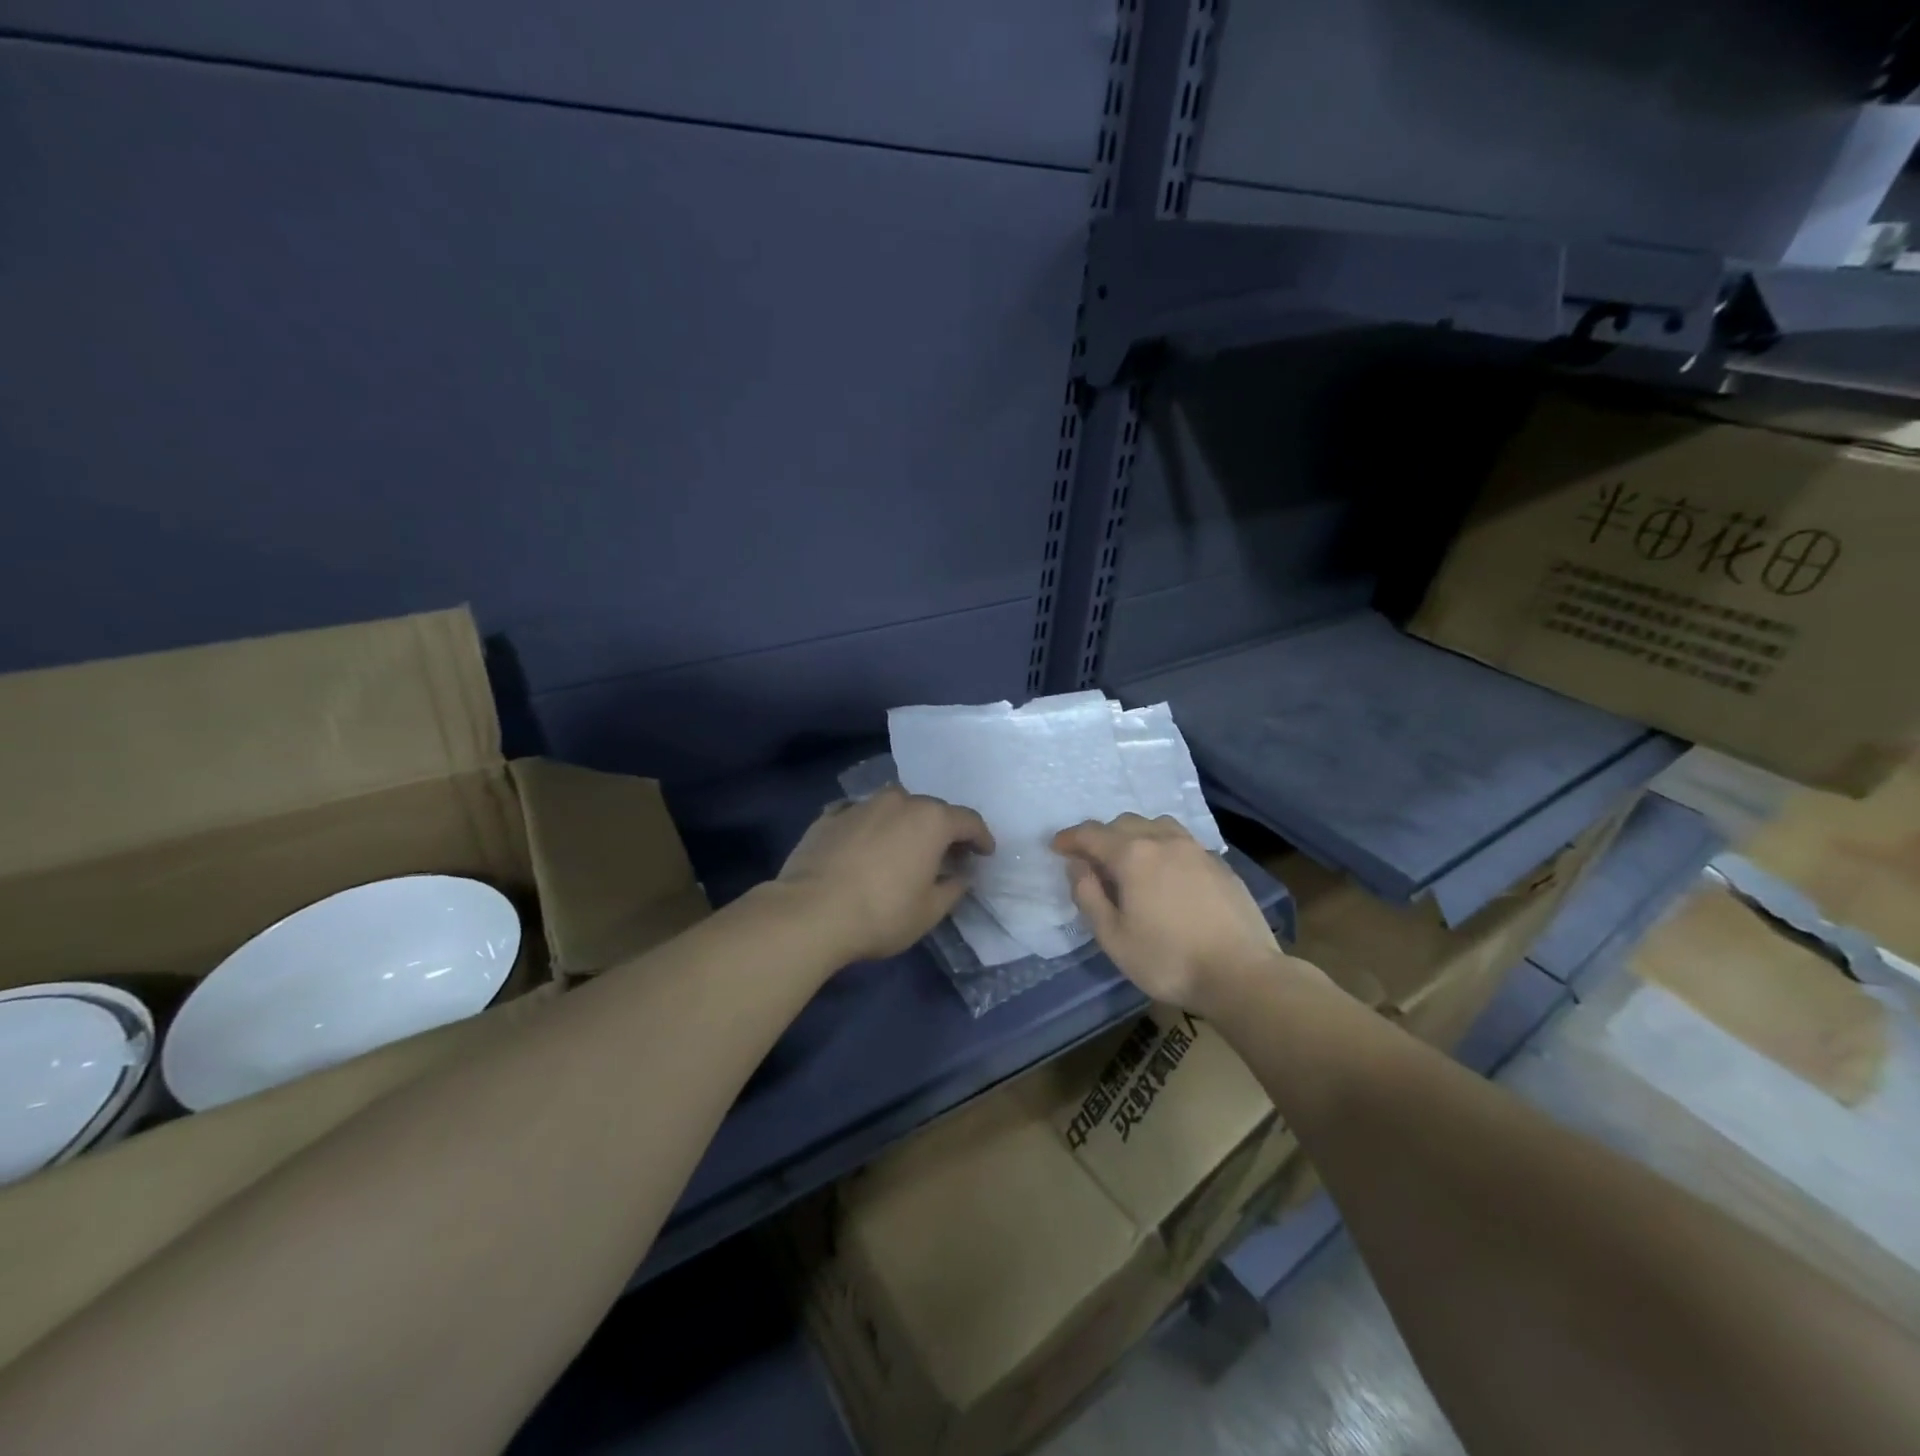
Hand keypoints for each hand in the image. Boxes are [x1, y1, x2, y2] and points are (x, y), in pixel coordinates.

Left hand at [777, 786, 994, 964]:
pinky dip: (868, 828)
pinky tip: (863, 846)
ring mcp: (860, 805)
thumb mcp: (929, 911)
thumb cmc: (881, 913)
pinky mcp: (828, 816)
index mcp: (930, 820)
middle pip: (930, 810)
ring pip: (893, 808)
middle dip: (942, 830)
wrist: (810, 912)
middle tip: (946, 855)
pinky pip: (859, 816)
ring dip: (903, 824)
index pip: (968, 820)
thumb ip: (952, 888)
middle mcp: (898, 801)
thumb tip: (961, 876)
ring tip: (903, 848)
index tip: (985, 853)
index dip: (981, 838)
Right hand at [1052, 814, 1293, 1012]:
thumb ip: (1088, 895)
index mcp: (1132, 855)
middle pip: (1123, 823)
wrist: (1241, 974)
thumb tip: (1077, 865)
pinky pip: (1181, 841)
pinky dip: (1163, 847)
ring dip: (1135, 835)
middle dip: (1101, 836)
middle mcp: (1163, 840)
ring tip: (1129, 859)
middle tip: (1090, 860)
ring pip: (1156, 826)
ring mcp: (1195, 849)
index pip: (1091, 834)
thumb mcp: (1113, 937)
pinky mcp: (1219, 864)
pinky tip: (1166, 872)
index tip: (1056, 847)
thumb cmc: (1168, 960)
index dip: (1069, 838)